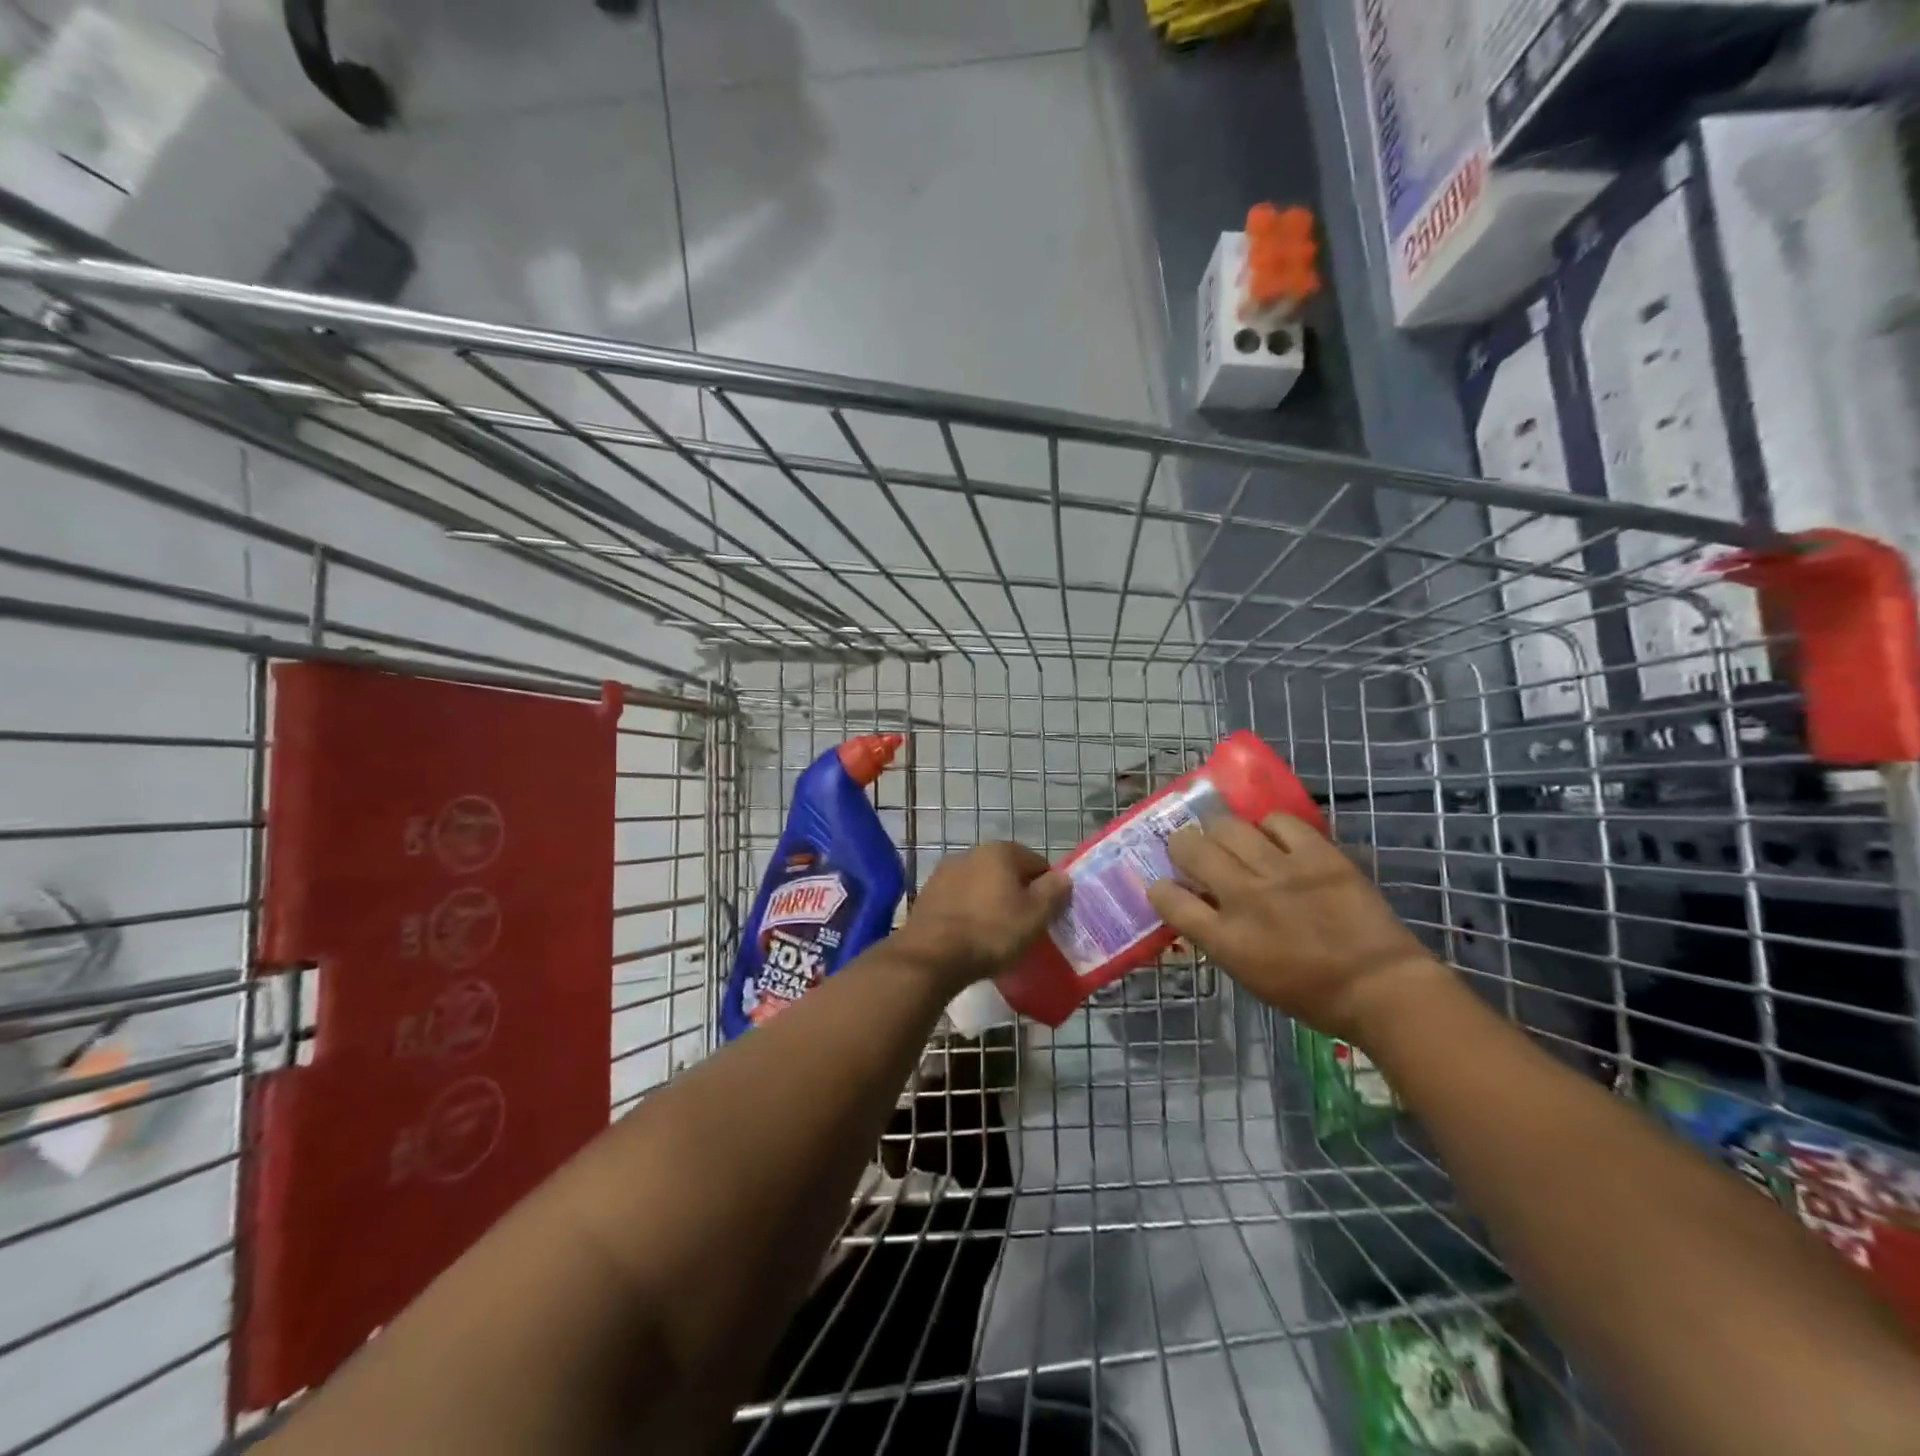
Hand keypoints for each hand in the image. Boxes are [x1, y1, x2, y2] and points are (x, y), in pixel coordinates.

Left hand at [892, 842, 1069, 990]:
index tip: (1048, 915)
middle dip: (1017, 894)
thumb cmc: (991, 932)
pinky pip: (960, 900)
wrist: (932, 955)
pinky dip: (969, 912)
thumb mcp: (1035, 915)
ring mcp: (945, 872)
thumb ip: (1053, 892)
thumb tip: (1063, 877)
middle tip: (1025, 925)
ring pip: (981, 885)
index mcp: (1000, 851)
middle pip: (1006, 872)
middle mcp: (971, 852)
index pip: (1037, 863)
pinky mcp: (928, 894)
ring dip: (991, 902)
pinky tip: (971, 935)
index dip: (1047, 889)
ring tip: (996, 934)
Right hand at [1145, 815, 1445, 1044]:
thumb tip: (1198, 904)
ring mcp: (1281, 871)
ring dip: (1220, 831)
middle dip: (1181, 845)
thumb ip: (1217, 935)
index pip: (1169, 899)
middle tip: (1191, 850)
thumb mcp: (1248, 974)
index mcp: (1225, 939)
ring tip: (1230, 838)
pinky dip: (1268, 827)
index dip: (1160, 888)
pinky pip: (1277, 821)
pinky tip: (1272, 838)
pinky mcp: (1316, 854)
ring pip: (1228, 826)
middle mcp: (1244, 897)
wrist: (1382, 987)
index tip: (1164, 886)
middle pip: (1190, 849)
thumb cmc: (1312, 994)